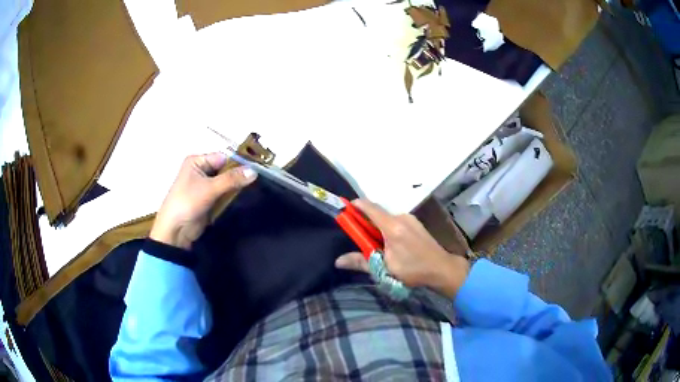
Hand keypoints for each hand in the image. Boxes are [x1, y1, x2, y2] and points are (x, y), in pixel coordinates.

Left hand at [150, 153, 256, 249]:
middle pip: (225, 169)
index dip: (238, 163)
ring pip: (225, 182)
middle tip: (257, 180)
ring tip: (253, 189)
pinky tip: (243, 198)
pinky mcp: (208, 199)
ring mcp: (204, 186)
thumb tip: (254, 171)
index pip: (223, 157)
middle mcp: (200, 170)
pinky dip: (231, 196)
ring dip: (236, 187)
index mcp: (196, 161)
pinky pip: (223, 194)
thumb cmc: (187, 202)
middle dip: (238, 175)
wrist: (175, 230)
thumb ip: (232, 179)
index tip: (256, 170)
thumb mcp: (209, 188)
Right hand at [335, 199, 469, 298]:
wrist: (442, 269)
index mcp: (392, 227)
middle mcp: (401, 217)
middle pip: (378, 213)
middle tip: (360, 237)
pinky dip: (389, 229)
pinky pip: (397, 222)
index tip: (345, 208)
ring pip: (388, 218)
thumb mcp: (385, 269)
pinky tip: (392, 245)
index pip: (370, 208)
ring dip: (378, 227)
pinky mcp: (416, 224)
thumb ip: (361, 262)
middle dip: (366, 222)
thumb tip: (338, 261)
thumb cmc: (413, 270)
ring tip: (377, 246)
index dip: (356, 205)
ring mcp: (411, 219)